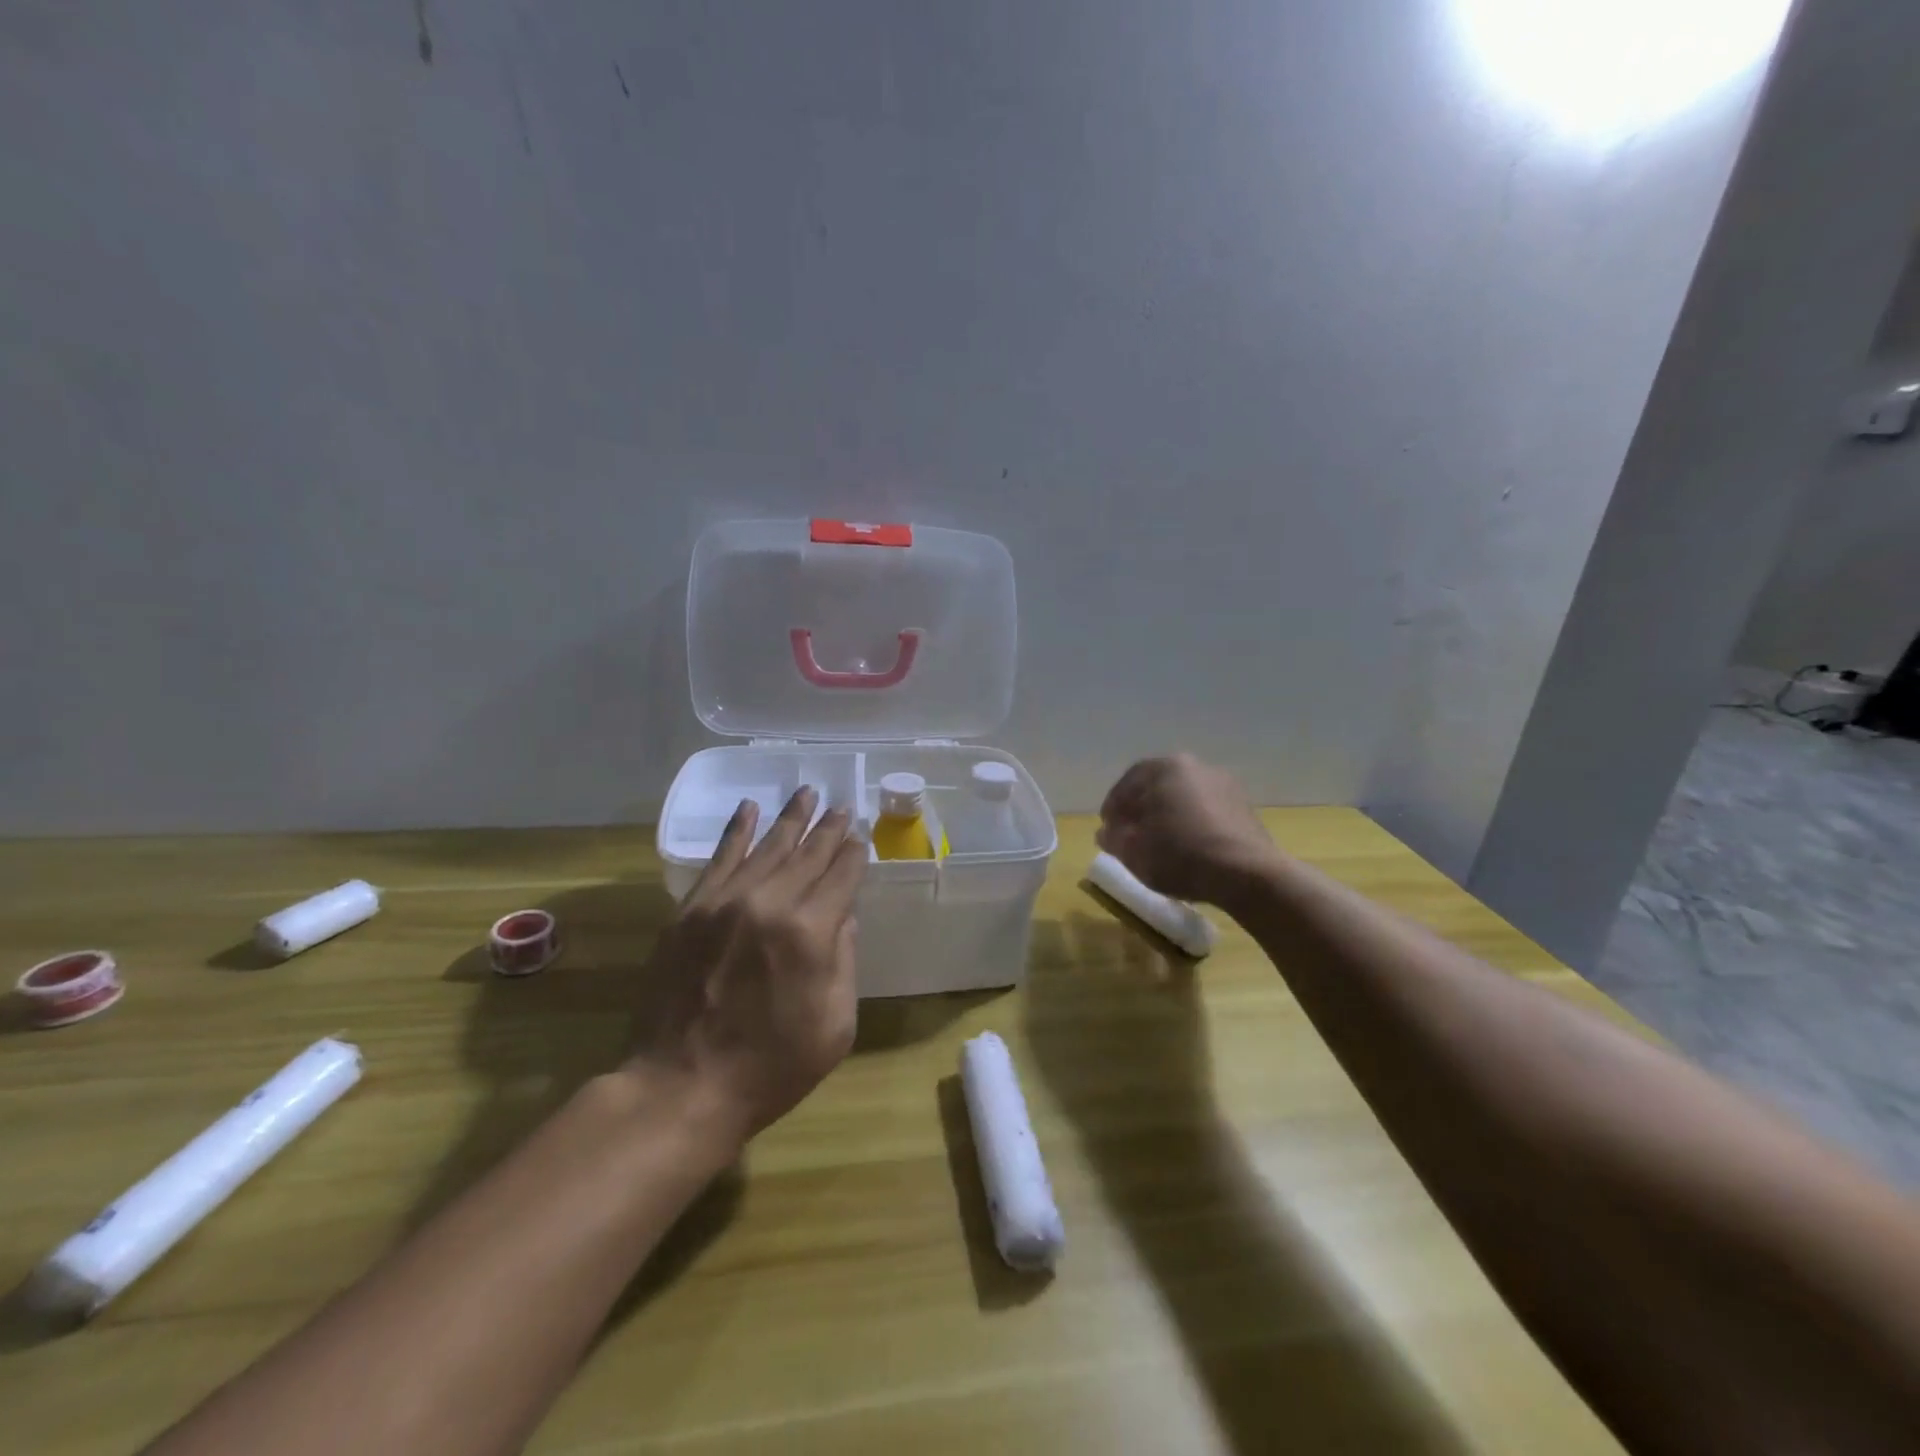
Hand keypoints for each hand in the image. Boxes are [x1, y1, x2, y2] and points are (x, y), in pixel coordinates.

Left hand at [628, 787, 866, 1143]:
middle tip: (842, 805)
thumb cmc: (772, 1066)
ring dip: (790, 819)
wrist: (683, 1086)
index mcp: (811, 932)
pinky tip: (749, 809)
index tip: (860, 837)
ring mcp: (725, 903)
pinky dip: (736, 830)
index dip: (854, 854)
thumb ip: (844, 961)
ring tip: (807, 793)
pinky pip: (719, 858)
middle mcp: (770, 904)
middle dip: (829, 829)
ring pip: (766, 847)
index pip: (841, 877)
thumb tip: (843, 917)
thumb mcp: (835, 1024)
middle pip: (808, 854)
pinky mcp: (690, 910)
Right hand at [1098, 753, 1279, 906]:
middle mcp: (1196, 767)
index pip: (1128, 782)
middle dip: (1141, 809)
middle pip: (1157, 787)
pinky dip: (1192, 824)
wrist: (1246, 874)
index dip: (1113, 807)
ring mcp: (1224, 785)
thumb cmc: (1180, 855)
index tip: (1108, 829)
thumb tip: (1106, 832)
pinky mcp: (1244, 807)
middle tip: (1130, 835)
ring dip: (1168, 816)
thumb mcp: (1133, 851)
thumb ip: (1113, 838)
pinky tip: (1188, 847)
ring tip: (1160, 844)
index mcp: (1165, 768)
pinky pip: (1206, 811)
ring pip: (1183, 798)